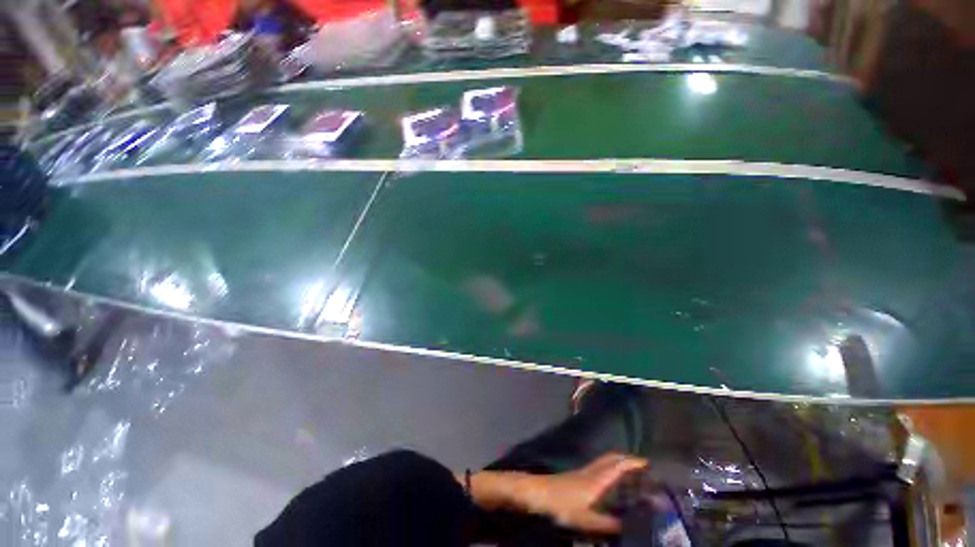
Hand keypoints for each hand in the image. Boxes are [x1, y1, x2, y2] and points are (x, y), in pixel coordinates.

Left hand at [520, 453, 648, 533]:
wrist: (539, 493)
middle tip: (642, 467)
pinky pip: (598, 467)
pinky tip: (610, 481)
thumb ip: (608, 524)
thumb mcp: (586, 520)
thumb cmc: (562, 504)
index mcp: (597, 479)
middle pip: (611, 458)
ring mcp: (584, 472)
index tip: (648, 463)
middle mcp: (592, 471)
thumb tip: (631, 527)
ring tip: (630, 473)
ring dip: (618, 462)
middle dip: (627, 459)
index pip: (618, 466)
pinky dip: (609, 468)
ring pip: (604, 461)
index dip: (633, 463)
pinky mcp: (578, 476)